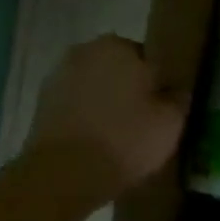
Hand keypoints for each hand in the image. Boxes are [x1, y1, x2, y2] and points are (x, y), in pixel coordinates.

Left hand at [28, 35, 185, 202]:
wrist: (64, 174)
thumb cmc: (125, 139)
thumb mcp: (170, 122)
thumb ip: (178, 99)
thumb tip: (177, 91)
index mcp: (118, 46)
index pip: (148, 58)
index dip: (158, 84)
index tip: (162, 107)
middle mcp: (85, 51)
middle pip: (118, 69)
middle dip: (129, 89)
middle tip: (143, 122)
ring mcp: (59, 76)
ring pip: (95, 86)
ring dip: (105, 103)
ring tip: (118, 135)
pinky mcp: (42, 103)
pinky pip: (76, 105)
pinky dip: (85, 117)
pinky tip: (95, 142)